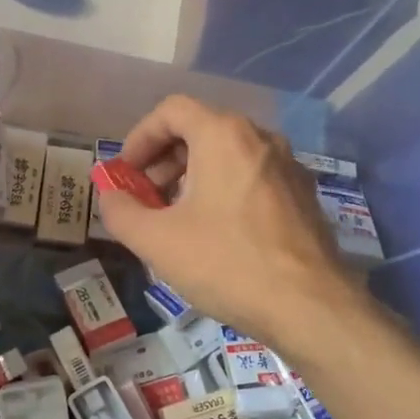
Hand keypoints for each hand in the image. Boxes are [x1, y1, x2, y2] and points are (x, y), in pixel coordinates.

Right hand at [95, 95, 356, 342]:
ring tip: (176, 218)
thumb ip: (120, 212)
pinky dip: (224, 189)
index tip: (126, 173)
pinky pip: (252, 176)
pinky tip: (216, 233)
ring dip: (193, 176)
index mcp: (223, 135)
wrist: (311, 308)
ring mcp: (288, 166)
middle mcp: (260, 138)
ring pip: (228, 154)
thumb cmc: (227, 263)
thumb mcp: (157, 241)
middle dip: (164, 160)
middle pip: (200, 130)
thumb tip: (109, 197)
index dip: (140, 137)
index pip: (171, 110)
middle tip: (145, 198)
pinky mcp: (304, 196)